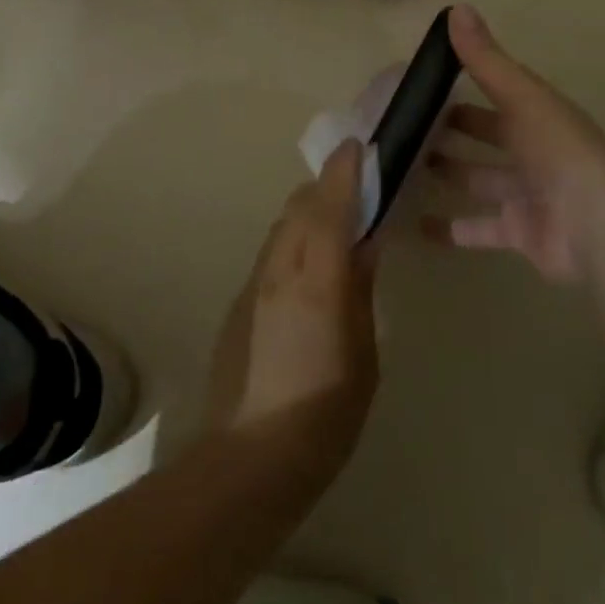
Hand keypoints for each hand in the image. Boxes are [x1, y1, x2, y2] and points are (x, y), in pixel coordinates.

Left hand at [203, 142, 378, 489]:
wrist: (251, 457)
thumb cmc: (326, 410)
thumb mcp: (363, 351)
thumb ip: (360, 288)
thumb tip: (365, 244)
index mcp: (316, 279)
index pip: (328, 206)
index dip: (342, 172)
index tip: (356, 146)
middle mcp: (278, 269)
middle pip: (298, 207)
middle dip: (325, 188)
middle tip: (356, 189)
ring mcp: (253, 285)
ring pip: (281, 228)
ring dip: (307, 214)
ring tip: (336, 226)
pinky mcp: (239, 304)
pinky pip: (271, 254)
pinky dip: (293, 242)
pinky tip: (308, 269)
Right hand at [424, 5, 604, 281]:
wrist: (595, 225)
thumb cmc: (557, 151)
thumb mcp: (520, 96)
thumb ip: (485, 59)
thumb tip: (456, 7)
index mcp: (537, 115)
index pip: (497, 93)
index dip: (464, 86)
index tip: (423, 82)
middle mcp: (532, 152)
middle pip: (487, 137)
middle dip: (452, 132)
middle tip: (405, 126)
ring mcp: (525, 195)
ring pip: (478, 181)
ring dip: (448, 174)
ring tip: (402, 167)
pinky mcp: (518, 233)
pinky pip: (477, 230)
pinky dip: (449, 229)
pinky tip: (415, 225)